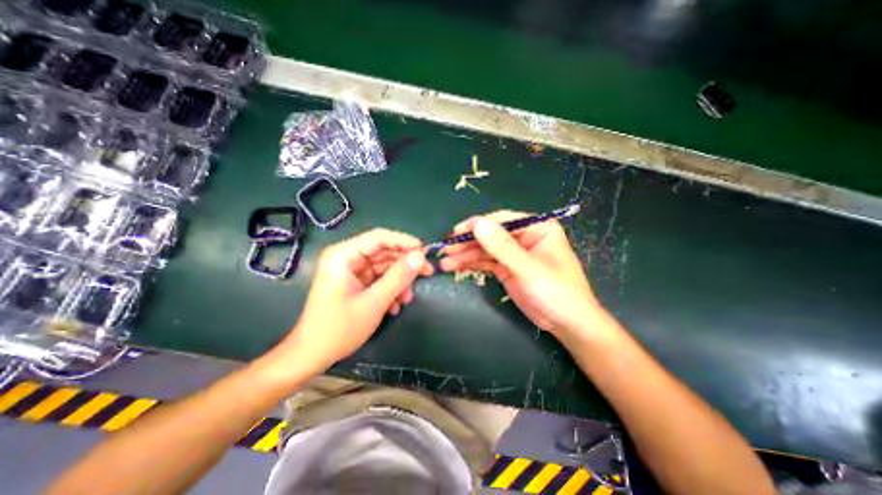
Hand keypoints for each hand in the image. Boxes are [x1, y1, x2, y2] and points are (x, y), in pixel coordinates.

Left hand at [276, 230, 432, 372]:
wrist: (312, 355)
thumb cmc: (339, 328)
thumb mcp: (374, 302)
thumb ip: (399, 277)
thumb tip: (420, 256)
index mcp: (344, 255)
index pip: (380, 237)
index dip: (405, 242)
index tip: (426, 252)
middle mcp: (347, 257)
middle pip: (384, 251)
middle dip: (405, 264)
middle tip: (427, 273)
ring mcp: (351, 270)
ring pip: (384, 266)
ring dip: (399, 281)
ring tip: (407, 299)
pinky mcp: (355, 282)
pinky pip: (379, 278)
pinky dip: (390, 289)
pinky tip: (395, 305)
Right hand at [441, 210, 606, 337]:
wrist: (567, 324)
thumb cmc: (556, 292)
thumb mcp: (528, 269)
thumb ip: (502, 247)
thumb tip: (477, 223)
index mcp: (536, 227)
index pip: (502, 220)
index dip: (478, 225)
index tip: (456, 233)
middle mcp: (523, 236)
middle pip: (490, 234)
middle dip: (467, 242)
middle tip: (445, 249)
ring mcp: (513, 253)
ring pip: (485, 249)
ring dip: (465, 254)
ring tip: (445, 262)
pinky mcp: (506, 268)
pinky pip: (485, 261)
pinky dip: (471, 264)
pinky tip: (455, 266)